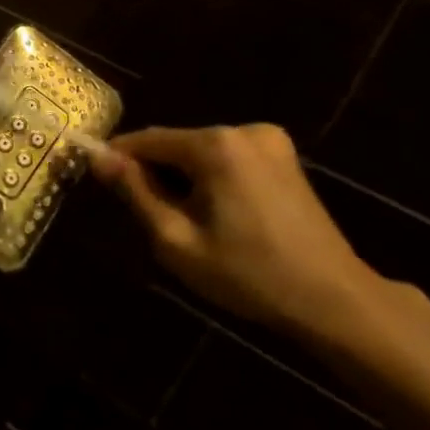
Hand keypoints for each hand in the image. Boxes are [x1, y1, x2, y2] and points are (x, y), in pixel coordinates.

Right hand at [94, 124, 429, 349]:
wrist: (333, 299)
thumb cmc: (247, 273)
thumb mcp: (176, 239)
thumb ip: (135, 192)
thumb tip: (98, 157)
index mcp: (216, 145)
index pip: (147, 139)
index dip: (117, 157)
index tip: (96, 179)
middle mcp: (243, 129)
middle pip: (176, 145)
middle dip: (155, 173)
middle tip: (147, 218)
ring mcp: (270, 141)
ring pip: (201, 153)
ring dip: (183, 179)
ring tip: (184, 223)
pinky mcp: (285, 158)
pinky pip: (228, 159)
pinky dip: (211, 179)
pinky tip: (217, 217)